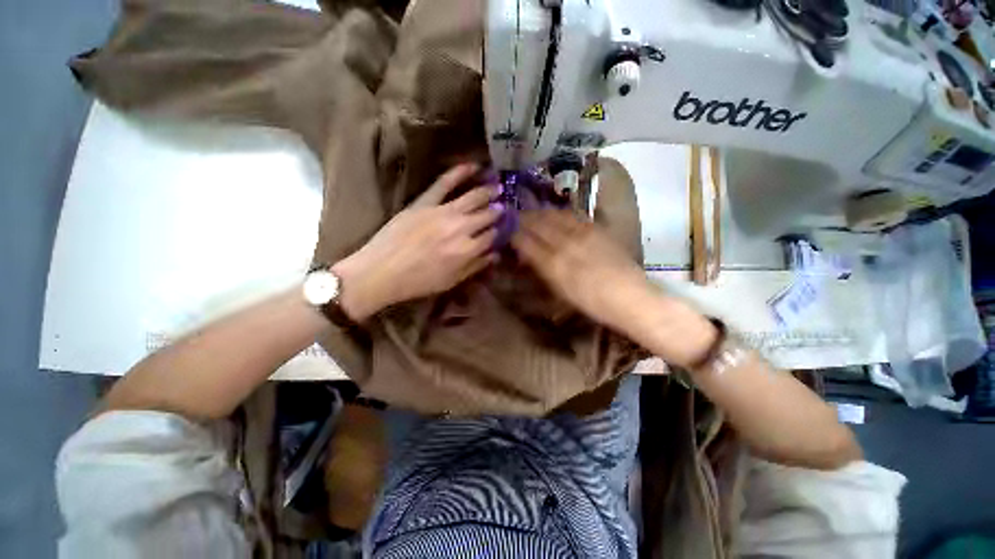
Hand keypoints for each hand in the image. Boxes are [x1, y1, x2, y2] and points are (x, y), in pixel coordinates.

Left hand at [333, 163, 501, 320]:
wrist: (381, 271)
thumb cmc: (418, 282)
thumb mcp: (451, 281)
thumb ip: (475, 266)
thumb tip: (495, 255)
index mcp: (468, 250)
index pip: (492, 236)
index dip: (499, 232)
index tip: (503, 228)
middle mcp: (461, 228)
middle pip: (486, 215)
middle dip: (498, 211)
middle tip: (505, 206)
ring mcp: (443, 212)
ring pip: (473, 197)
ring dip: (488, 191)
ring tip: (498, 186)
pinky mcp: (425, 202)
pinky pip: (444, 183)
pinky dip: (460, 172)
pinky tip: (473, 166)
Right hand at [511, 209, 652, 329]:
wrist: (629, 296)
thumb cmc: (591, 302)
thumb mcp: (560, 291)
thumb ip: (542, 270)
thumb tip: (528, 256)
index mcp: (553, 264)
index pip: (526, 242)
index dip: (514, 234)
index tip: (507, 231)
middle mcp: (565, 244)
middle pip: (538, 224)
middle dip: (524, 219)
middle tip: (515, 217)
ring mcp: (582, 234)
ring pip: (554, 215)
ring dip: (540, 212)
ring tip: (533, 212)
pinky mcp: (596, 229)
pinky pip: (573, 215)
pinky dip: (559, 213)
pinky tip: (556, 213)